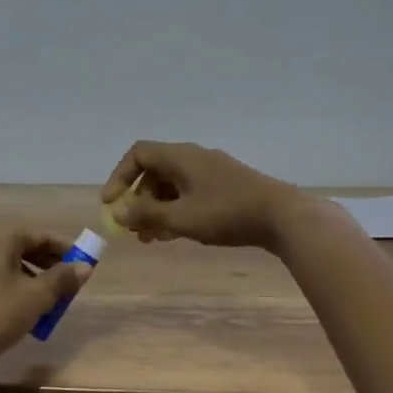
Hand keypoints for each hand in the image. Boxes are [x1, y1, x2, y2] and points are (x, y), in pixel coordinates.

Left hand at [0, 224, 91, 369]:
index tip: (83, 263)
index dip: (64, 248)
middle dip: (50, 262)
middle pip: (25, 246)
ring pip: (13, 263)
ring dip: (37, 276)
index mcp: (0, 238)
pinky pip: (1, 276)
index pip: (39, 235)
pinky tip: (30, 306)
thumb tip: (86, 267)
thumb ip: (63, 278)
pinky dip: (19, 285)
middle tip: (70, 280)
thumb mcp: (38, 296)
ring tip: (54, 296)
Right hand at [98, 141, 308, 248]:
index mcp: (180, 157)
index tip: (110, 204)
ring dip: (157, 209)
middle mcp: (194, 158)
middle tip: (132, 227)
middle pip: (155, 171)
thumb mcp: (181, 218)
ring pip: (173, 185)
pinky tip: (176, 234)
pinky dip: (177, 210)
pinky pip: (190, 193)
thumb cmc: (226, 213)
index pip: (138, 154)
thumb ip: (146, 215)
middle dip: (139, 199)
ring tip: (151, 239)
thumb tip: (117, 212)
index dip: (119, 176)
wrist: (282, 216)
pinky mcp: (226, 187)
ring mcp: (212, 171)